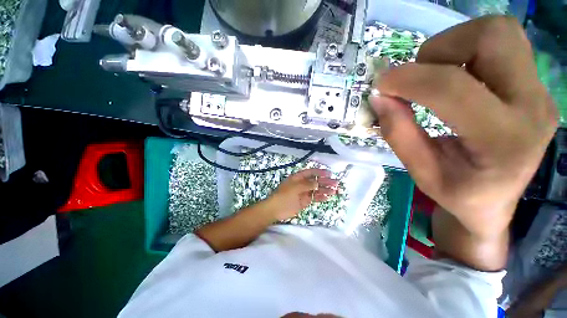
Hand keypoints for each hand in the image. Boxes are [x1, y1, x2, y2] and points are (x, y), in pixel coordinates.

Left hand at [264, 168, 338, 220]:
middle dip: (325, 181)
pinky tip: (327, 197)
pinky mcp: (305, 201)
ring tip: (334, 191)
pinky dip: (321, 197)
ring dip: (325, 190)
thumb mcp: (295, 187)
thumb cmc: (284, 195)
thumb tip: (317, 183)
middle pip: (315, 181)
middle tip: (336, 183)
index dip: (320, 172)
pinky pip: (314, 198)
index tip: (329, 174)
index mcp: (298, 178)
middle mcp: (302, 184)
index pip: (310, 172)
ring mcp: (304, 192)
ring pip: (316, 190)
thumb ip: (307, 184)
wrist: (276, 209)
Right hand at [369, 16, 557, 237]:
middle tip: (416, 77)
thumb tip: (379, 97)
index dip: (409, 80)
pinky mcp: (535, 83)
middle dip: (440, 50)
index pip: (452, 88)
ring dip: (453, 45)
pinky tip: (454, 75)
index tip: (381, 85)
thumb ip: (397, 133)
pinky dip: (467, 48)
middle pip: (491, 37)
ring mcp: (539, 90)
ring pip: (497, 31)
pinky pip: (501, 41)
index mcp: (504, 141)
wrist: (498, 201)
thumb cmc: (459, 195)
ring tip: (434, 76)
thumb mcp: (421, 173)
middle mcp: (532, 106)